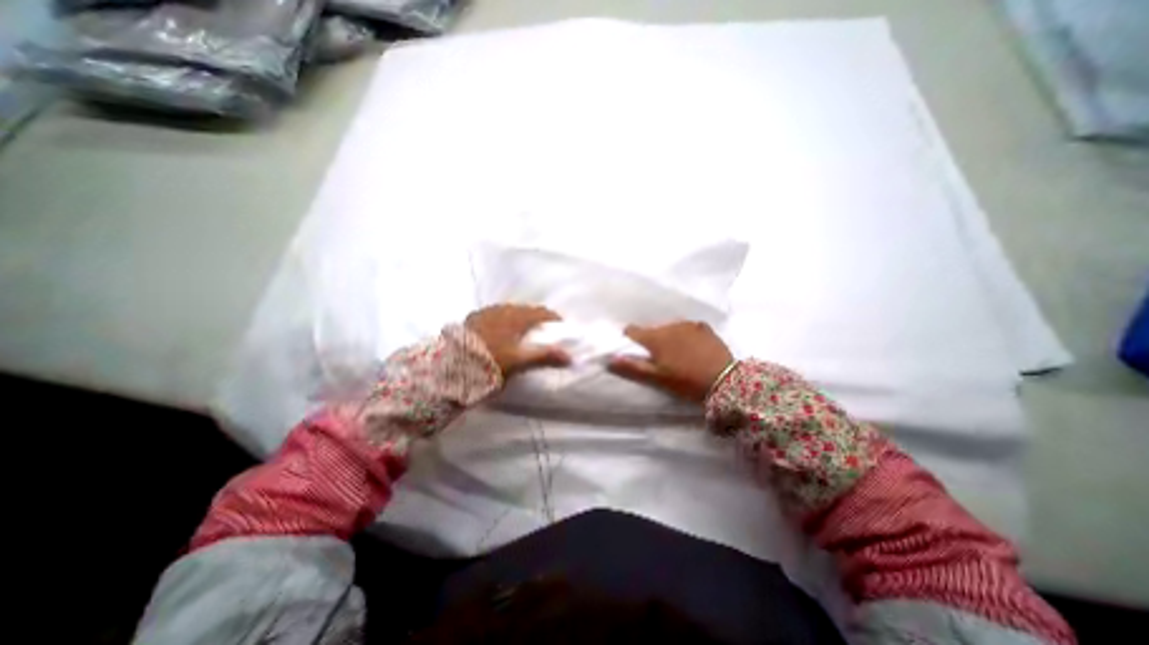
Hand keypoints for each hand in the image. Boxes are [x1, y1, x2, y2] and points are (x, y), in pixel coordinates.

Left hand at [464, 303, 572, 378]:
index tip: (561, 326)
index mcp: (516, 317)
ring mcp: (485, 313)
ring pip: (509, 311)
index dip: (553, 318)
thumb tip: (571, 356)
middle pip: (525, 310)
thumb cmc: (490, 363)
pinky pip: (494, 315)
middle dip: (536, 318)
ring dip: (519, 318)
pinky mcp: (472, 319)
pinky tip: (499, 331)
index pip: (541, 312)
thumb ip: (545, 356)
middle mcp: (501, 310)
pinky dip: (503, 321)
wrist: (450, 367)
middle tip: (543, 331)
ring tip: (522, 331)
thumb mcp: (520, 362)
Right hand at [610, 322, 734, 403]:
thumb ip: (633, 367)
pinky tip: (692, 347)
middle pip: (651, 330)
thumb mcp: (657, 377)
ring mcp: (687, 324)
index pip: (632, 330)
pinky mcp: (703, 327)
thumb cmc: (686, 381)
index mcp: (655, 337)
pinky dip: (684, 335)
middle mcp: (669, 325)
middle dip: (651, 341)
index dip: (629, 339)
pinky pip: (686, 327)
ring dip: (668, 337)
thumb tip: (610, 358)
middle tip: (658, 358)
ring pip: (669, 327)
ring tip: (677, 354)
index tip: (633, 350)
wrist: (725, 380)